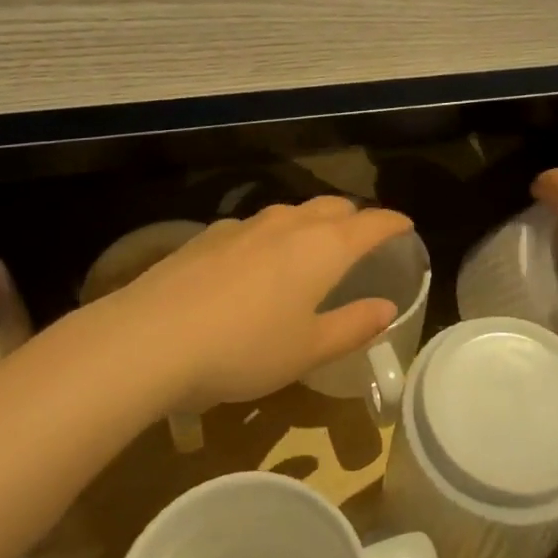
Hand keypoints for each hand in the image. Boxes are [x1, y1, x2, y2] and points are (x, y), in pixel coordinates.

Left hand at [95, 196, 415, 410]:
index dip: (392, 222)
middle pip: (332, 207)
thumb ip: (352, 326)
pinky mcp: (208, 235)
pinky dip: (272, 236)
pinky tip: (256, 263)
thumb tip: (387, 307)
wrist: (151, 338)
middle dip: (353, 218)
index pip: (371, 223)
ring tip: (311, 248)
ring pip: (291, 212)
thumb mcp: (307, 350)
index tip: (406, 225)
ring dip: (311, 223)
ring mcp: (244, 225)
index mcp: (322, 248)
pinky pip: (255, 226)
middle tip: (361, 238)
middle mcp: (288, 224)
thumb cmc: (244, 349)